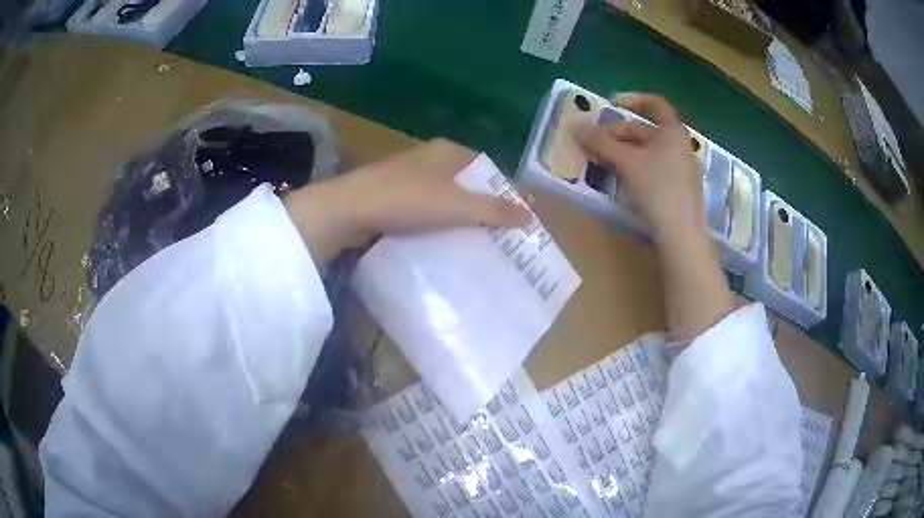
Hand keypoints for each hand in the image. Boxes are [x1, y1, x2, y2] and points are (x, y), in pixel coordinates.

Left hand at [284, 139, 531, 263]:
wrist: (348, 209)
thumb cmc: (405, 199)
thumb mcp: (455, 205)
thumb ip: (493, 210)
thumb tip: (530, 216)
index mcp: (448, 152)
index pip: (488, 168)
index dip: (505, 191)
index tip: (517, 218)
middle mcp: (430, 160)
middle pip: (468, 184)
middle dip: (484, 208)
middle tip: (501, 236)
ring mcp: (409, 177)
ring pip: (446, 198)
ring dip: (461, 218)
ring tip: (479, 244)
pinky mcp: (394, 196)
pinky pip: (427, 210)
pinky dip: (439, 224)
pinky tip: (446, 244)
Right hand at [579, 94, 704, 245]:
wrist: (681, 234)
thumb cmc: (658, 188)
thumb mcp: (626, 162)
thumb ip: (601, 143)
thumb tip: (576, 127)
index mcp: (673, 131)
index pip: (655, 103)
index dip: (631, 99)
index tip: (609, 106)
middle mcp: (681, 145)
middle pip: (645, 131)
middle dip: (618, 135)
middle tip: (595, 146)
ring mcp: (683, 169)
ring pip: (648, 152)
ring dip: (624, 153)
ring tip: (604, 163)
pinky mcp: (680, 189)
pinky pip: (655, 168)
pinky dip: (637, 168)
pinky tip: (623, 181)